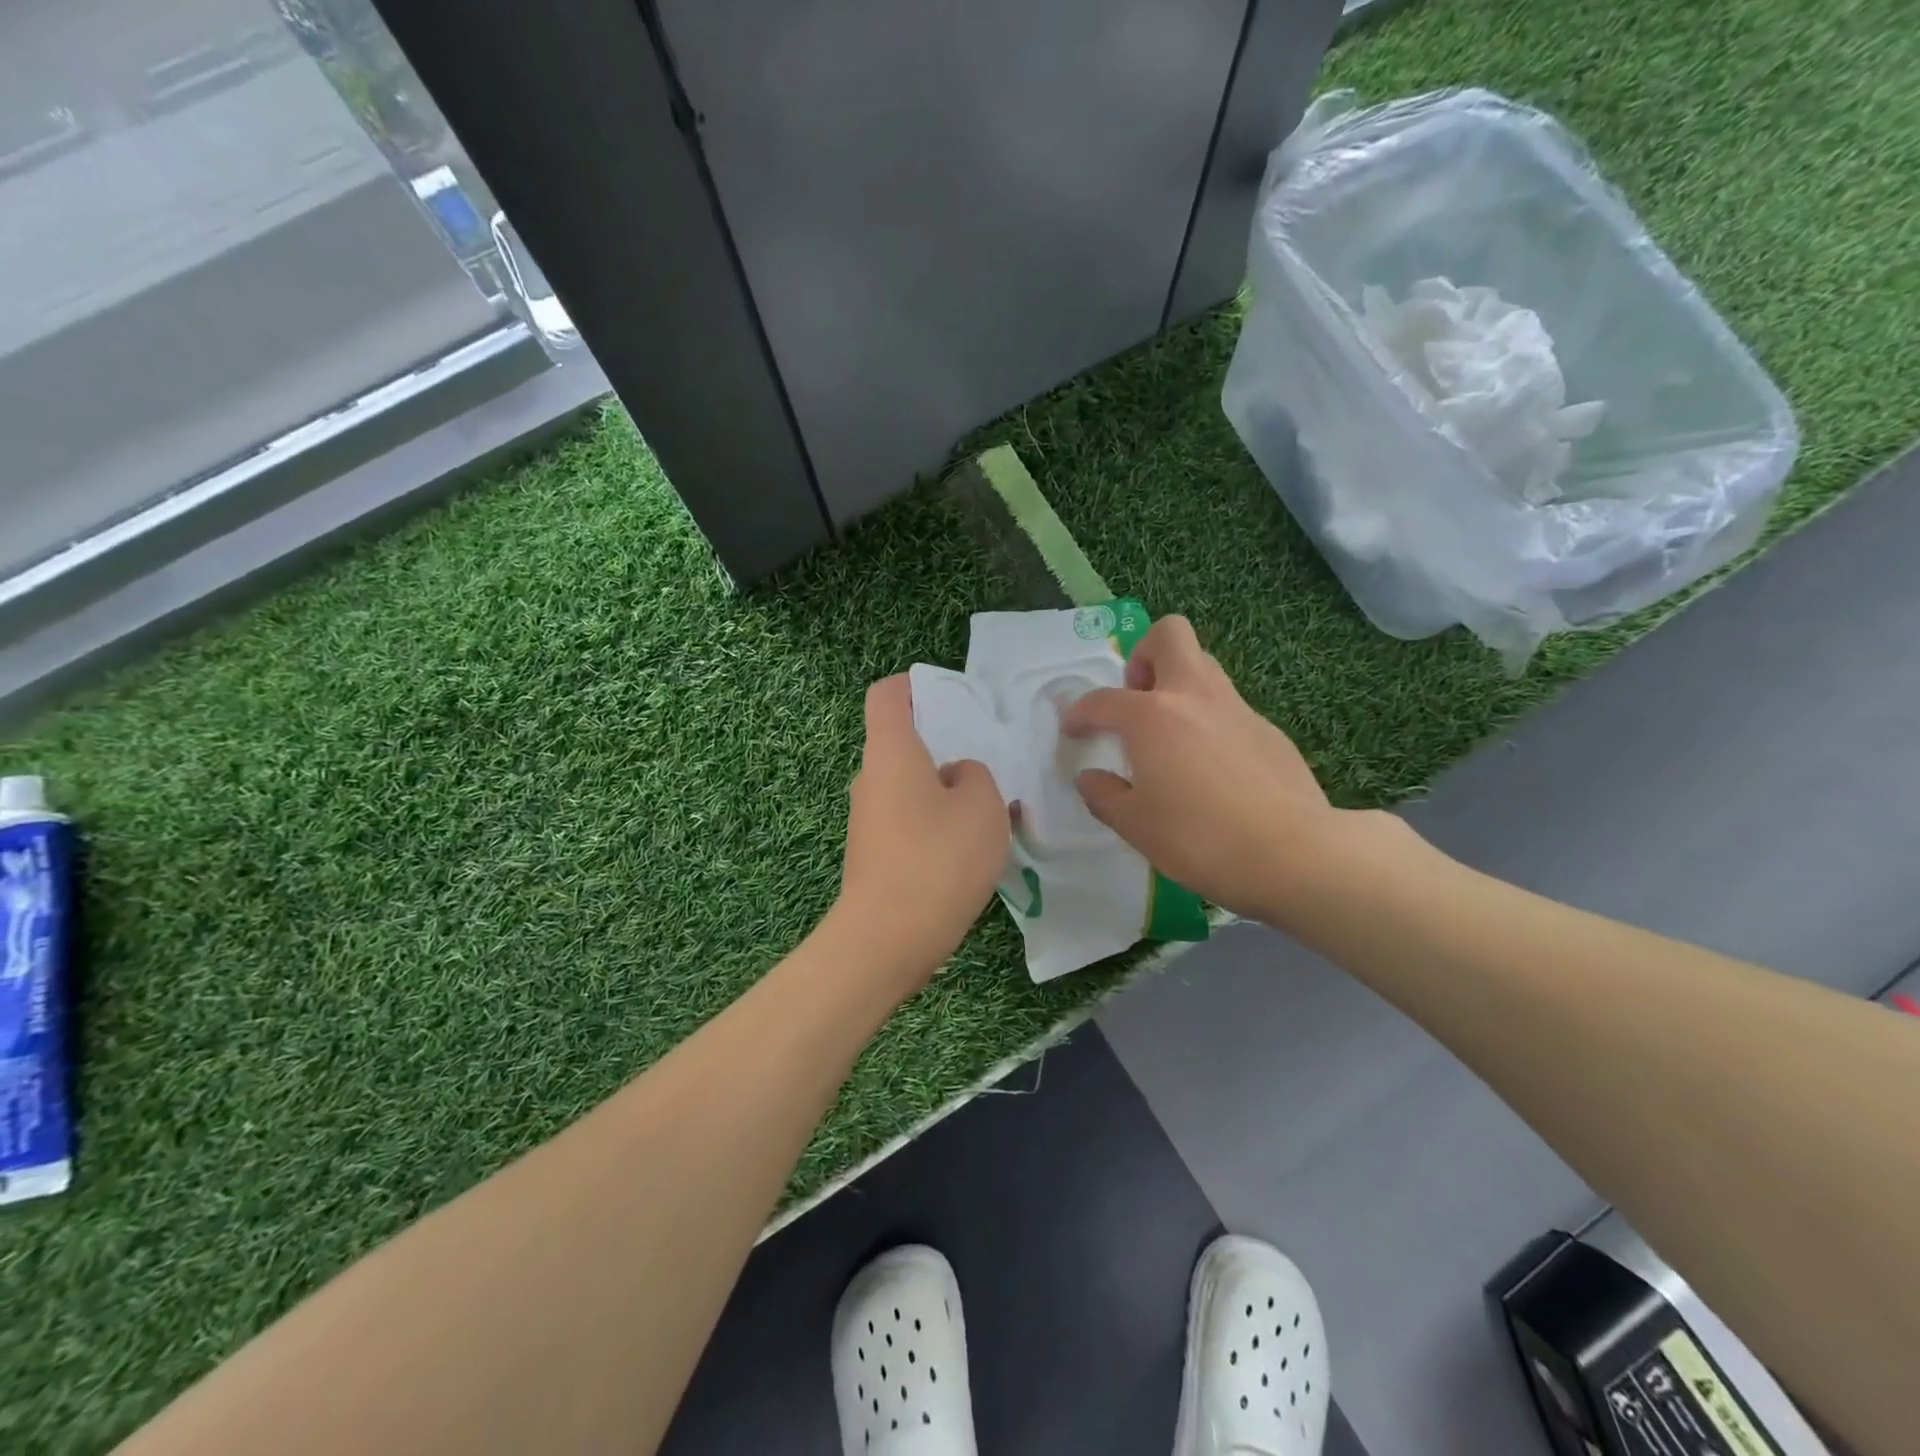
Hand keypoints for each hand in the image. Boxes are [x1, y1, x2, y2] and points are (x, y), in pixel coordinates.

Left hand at [835, 676, 1009, 983]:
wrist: (887, 939)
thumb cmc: (937, 858)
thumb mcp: (982, 805)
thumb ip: (975, 776)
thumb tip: (955, 777)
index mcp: (891, 751)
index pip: (888, 694)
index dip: (915, 685)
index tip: (951, 697)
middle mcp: (871, 778)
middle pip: (903, 742)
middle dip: (944, 745)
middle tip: (988, 761)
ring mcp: (868, 818)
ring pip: (911, 785)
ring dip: (946, 790)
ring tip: (990, 810)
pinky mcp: (875, 853)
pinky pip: (909, 820)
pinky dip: (936, 822)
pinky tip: (970, 849)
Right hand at [1062, 616, 1393, 926]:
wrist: (1293, 853)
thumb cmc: (1198, 838)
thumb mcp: (1136, 825)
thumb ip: (1104, 796)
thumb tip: (1089, 778)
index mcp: (1151, 716)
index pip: (1103, 700)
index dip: (1080, 713)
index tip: (1074, 730)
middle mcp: (1194, 697)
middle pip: (1169, 636)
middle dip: (1144, 655)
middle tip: (1137, 700)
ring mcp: (1237, 709)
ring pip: (1204, 668)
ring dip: (1179, 686)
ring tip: (1169, 736)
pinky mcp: (1269, 731)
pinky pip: (1229, 708)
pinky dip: (1210, 722)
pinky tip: (1212, 769)